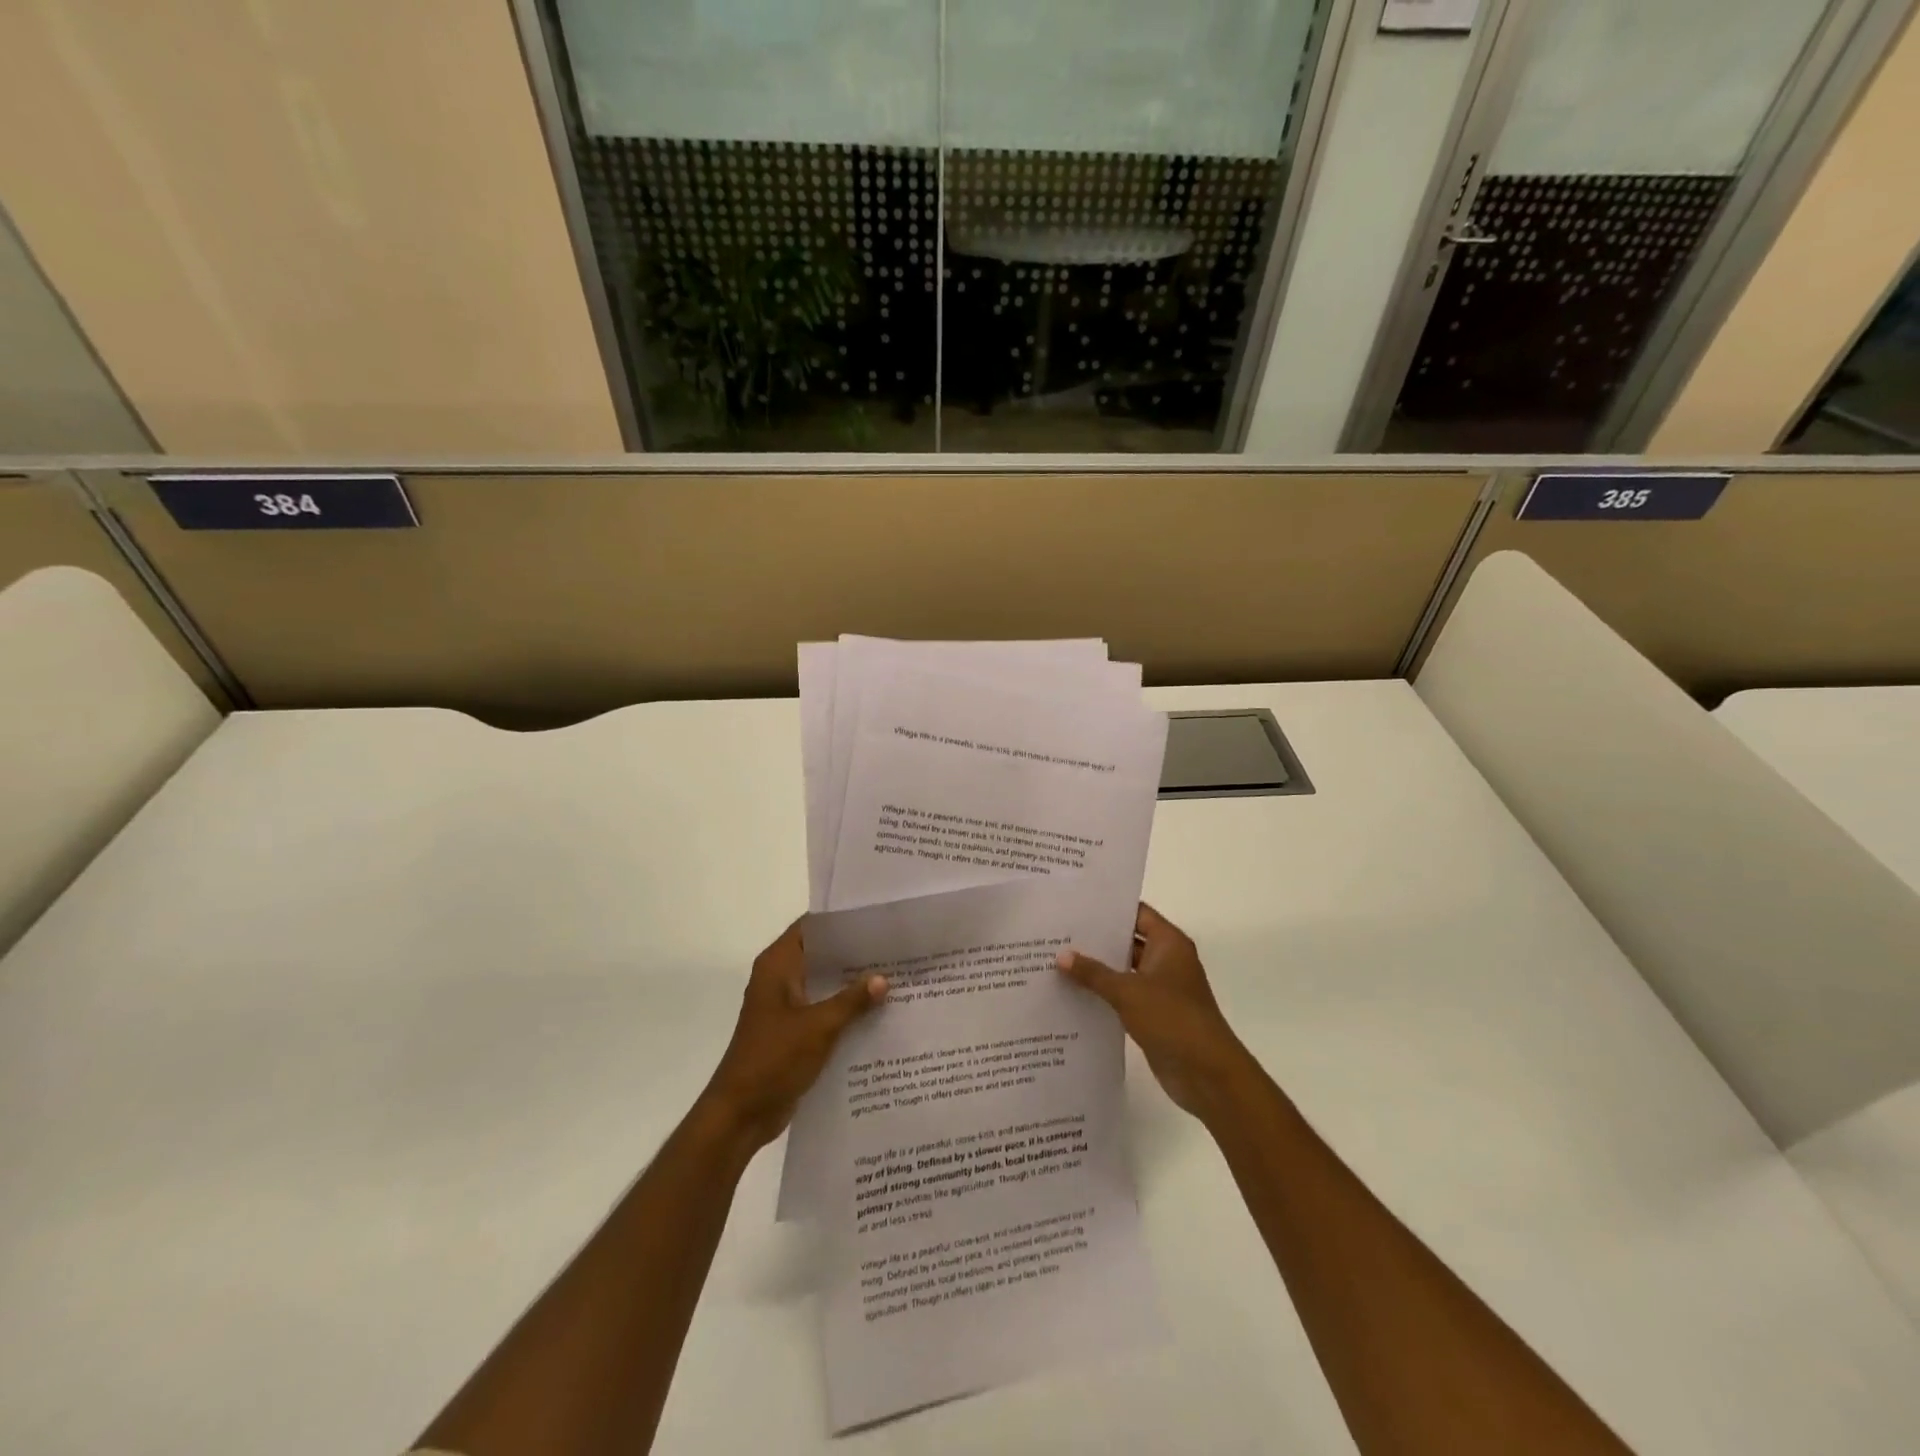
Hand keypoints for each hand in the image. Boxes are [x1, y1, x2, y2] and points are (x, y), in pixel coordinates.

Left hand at [700, 920, 887, 1153]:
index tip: (876, 917)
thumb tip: (884, 978)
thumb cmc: (773, 1059)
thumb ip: (852, 1000)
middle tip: (896, 947)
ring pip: (825, 984)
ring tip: (896, 976)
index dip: (842, 920)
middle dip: (855, 953)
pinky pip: (824, 1010)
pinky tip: (879, 1012)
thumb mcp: (818, 1026)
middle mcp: (780, 978)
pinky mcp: (793, 1031)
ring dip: (853, 984)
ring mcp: (786, 1006)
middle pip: (822, 955)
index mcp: (778, 966)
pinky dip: (846, 1009)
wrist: (740, 1114)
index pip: (812, 926)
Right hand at [1057, 904, 1251, 1120]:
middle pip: (1128, 940)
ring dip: (1098, 968)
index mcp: (1169, 943)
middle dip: (1096, 938)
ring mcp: (1161, 988)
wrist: (1208, 1074)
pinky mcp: (1154, 1014)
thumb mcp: (1128, 992)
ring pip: (1124, 969)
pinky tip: (1073, 992)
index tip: (1076, 904)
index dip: (1109, 908)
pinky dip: (1104, 993)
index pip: (1136, 913)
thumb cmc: (1172, 1019)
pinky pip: (1124, 995)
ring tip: (1057, 959)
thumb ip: (1094, 973)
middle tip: (1058, 931)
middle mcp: (1166, 960)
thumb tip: (1061, 955)